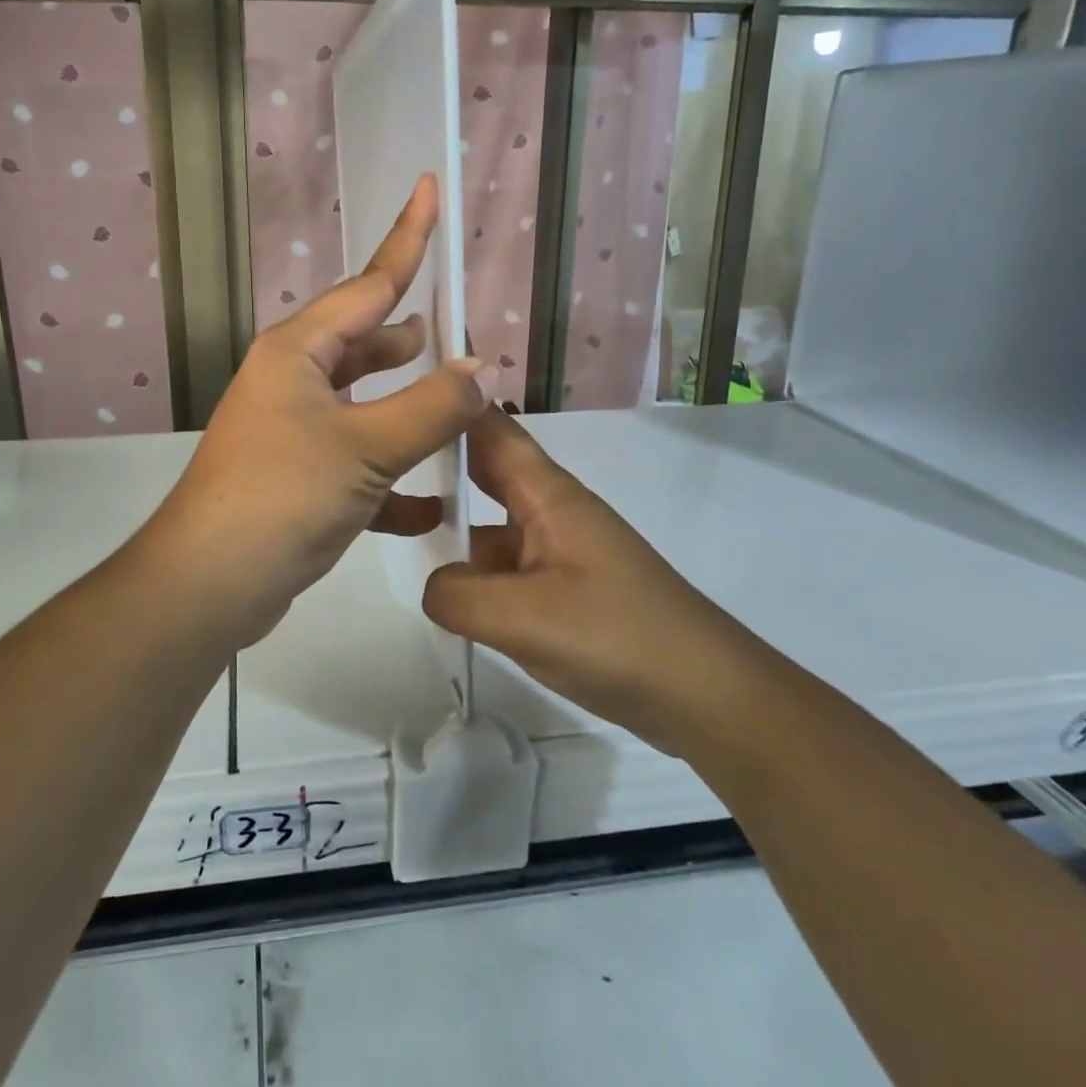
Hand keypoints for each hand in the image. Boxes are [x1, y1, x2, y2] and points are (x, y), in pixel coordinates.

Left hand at [138, 176, 490, 649]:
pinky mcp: (299, 480)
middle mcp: (291, 381)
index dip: (406, 238)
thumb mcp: (365, 447)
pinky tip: (432, 501)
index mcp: (298, 352)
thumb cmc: (282, 496)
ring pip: (363, 403)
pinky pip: (357, 462)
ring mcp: (292, 431)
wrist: (210, 584)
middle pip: (362, 342)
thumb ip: (430, 407)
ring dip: (404, 403)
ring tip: (451, 398)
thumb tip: (476, 369)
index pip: (368, 284)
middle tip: (455, 332)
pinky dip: (392, 477)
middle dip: (407, 337)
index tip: (428, 189)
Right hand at [422, 406, 764, 757]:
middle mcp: (553, 512)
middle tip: (380, 458)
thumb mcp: (524, 618)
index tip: (400, 391)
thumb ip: (458, 595)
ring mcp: (560, 551)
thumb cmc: (617, 637)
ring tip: (397, 529)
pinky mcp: (566, 589)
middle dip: (440, 461)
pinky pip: (508, 566)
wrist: (705, 694)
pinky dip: (478, 571)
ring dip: (455, 524)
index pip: (492, 431)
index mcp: (549, 496)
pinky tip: (451, 595)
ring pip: (494, 525)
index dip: (452, 404)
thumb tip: (435, 585)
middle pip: (488, 472)